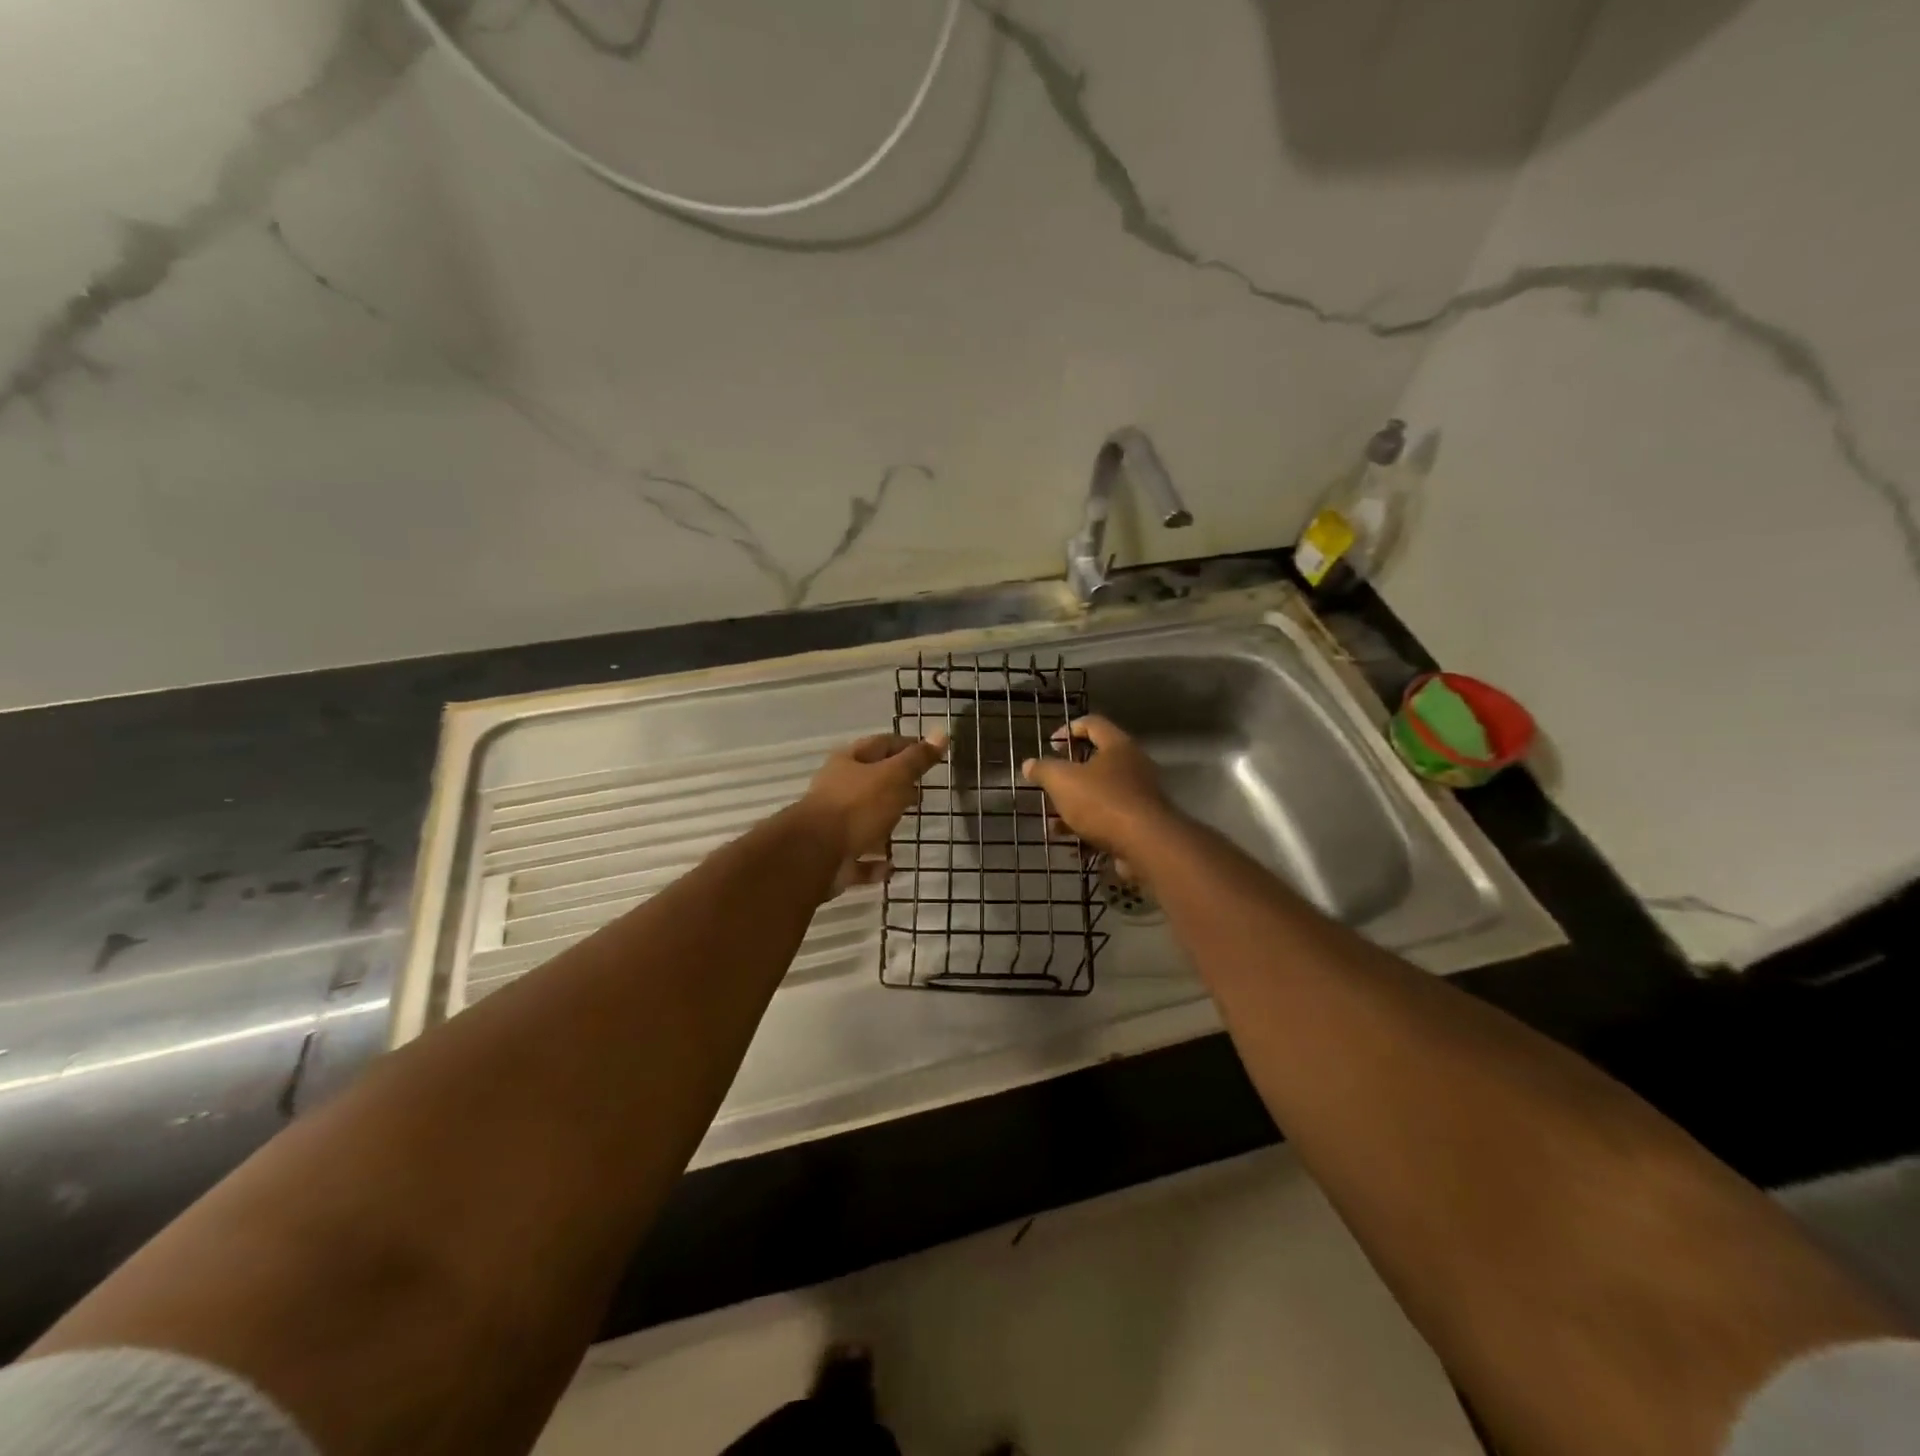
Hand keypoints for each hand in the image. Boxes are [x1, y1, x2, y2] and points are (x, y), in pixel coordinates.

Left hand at [796, 732, 948, 894]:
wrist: (816, 854)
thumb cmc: (857, 806)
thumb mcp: (893, 776)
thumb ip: (917, 759)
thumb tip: (941, 732)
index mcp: (848, 762)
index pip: (881, 744)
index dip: (906, 746)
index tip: (930, 754)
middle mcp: (837, 790)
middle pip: (870, 782)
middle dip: (895, 786)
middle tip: (921, 793)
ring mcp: (833, 825)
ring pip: (863, 820)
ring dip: (883, 824)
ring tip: (908, 828)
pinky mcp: (833, 858)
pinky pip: (859, 858)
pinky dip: (874, 863)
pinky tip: (891, 867)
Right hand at [1021, 716, 1174, 874]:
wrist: (1146, 844)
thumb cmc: (1102, 802)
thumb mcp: (1062, 781)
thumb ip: (1043, 770)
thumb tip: (1029, 764)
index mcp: (1117, 745)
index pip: (1092, 723)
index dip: (1068, 730)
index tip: (1050, 746)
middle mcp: (1133, 765)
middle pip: (1096, 761)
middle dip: (1068, 776)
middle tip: (1050, 786)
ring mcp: (1139, 795)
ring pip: (1100, 794)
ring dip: (1075, 806)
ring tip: (1053, 823)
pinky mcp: (1141, 823)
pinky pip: (1110, 818)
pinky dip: (1090, 827)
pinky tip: (1072, 842)